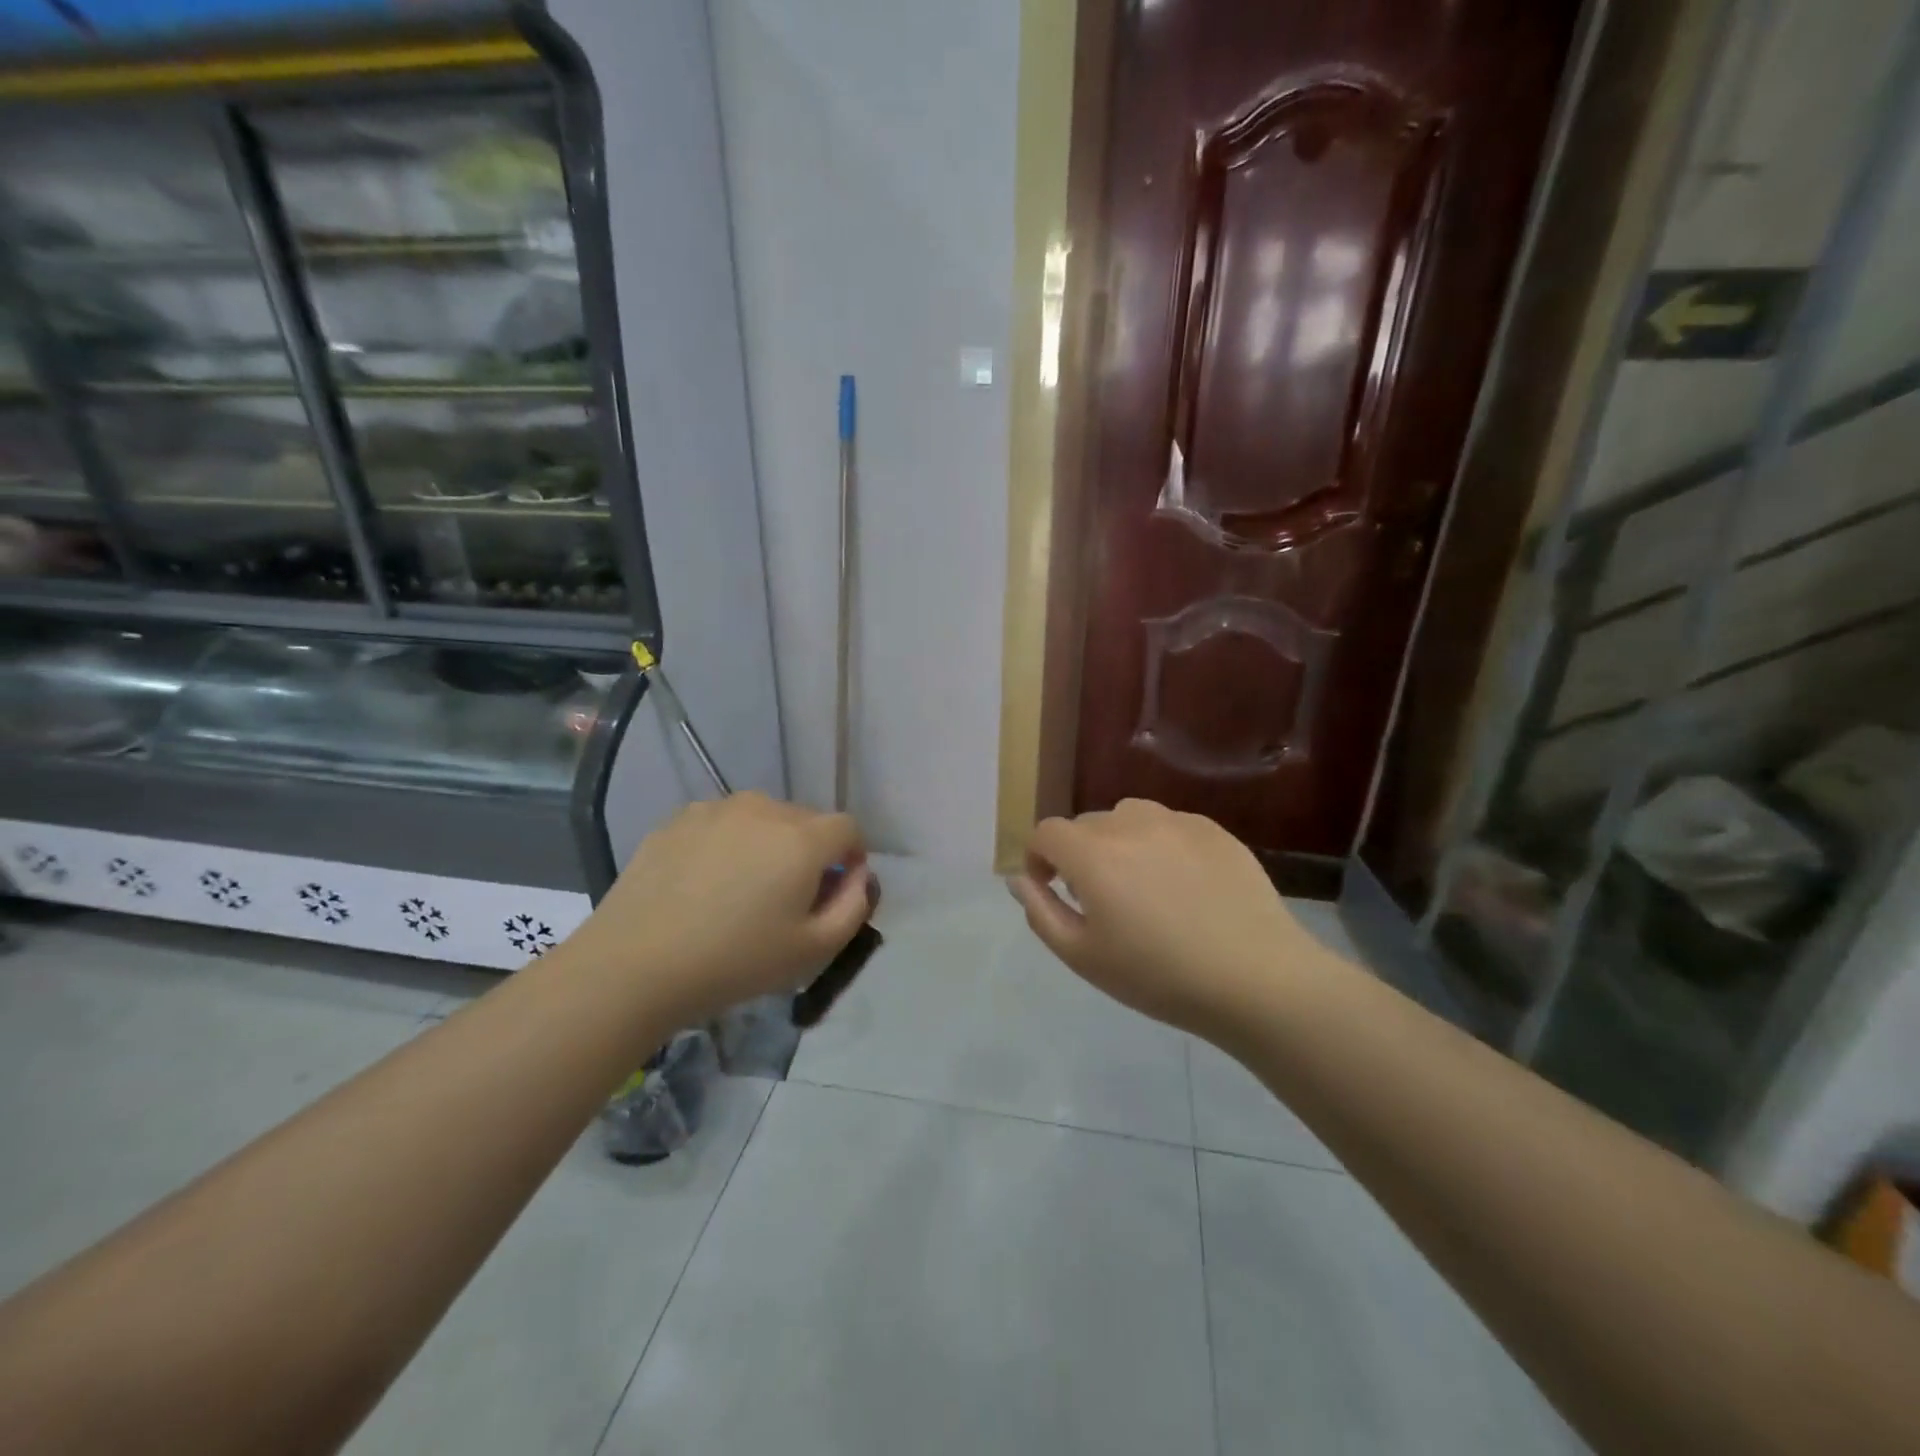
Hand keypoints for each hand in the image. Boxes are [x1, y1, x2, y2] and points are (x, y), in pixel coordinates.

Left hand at [567, 792, 870, 1025]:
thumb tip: (859, 875)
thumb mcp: (814, 949)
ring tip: (743, 888)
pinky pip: (723, 823)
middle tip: (789, 897)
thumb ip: (854, 905)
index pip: (848, 828)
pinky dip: (728, 843)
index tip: (837, 890)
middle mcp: (764, 809)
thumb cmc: (736, 961)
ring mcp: (717, 809)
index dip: (852, 856)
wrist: (635, 964)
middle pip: (806, 820)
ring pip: (763, 818)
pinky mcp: (678, 818)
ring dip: (769, 843)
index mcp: (803, 838)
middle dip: (811, 851)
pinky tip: (705, 883)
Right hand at [1008, 799, 1331, 1038]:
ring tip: (1141, 885)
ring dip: (1120, 843)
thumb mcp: (1083, 956)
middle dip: (1079, 854)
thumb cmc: (1159, 976)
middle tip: (1100, 900)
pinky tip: (1185, 886)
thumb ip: (1041, 911)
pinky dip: (1161, 845)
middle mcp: (1130, 823)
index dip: (1039, 857)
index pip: (1047, 832)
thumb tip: (1022, 879)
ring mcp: (1176, 821)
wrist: (1256, 978)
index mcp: (1092, 854)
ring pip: (1129, 818)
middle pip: (1087, 824)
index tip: (1050, 888)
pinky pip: (1170, 826)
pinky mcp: (1214, 830)